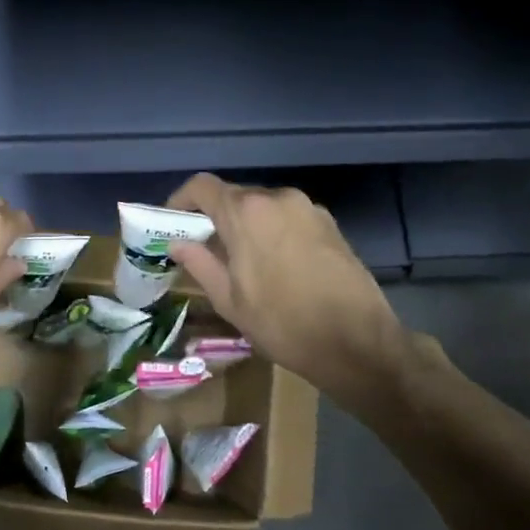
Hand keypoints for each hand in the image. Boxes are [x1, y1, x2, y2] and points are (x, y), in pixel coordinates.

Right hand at [166, 174, 430, 396]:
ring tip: (243, 261)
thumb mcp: (230, 301)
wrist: (357, 342)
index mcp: (246, 213)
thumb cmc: (283, 324)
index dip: (181, 199)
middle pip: (235, 196)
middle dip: (216, 217)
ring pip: (264, 208)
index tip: (173, 222)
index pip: (202, 186)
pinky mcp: (331, 224)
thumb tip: (179, 244)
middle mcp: (277, 198)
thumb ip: (200, 264)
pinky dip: (274, 232)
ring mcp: (309, 209)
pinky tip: (277, 266)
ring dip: (247, 226)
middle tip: (206, 249)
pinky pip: (289, 218)